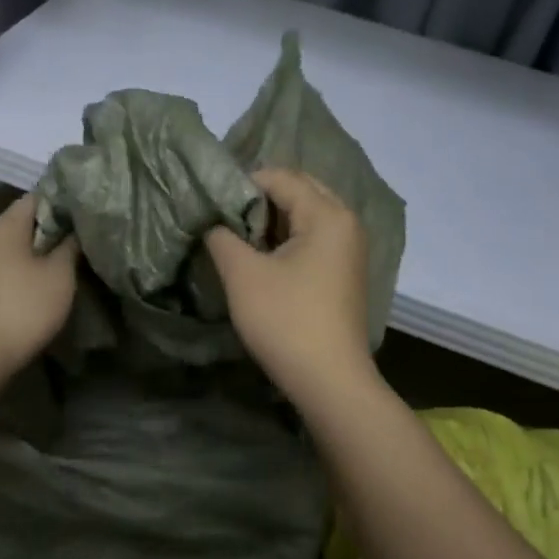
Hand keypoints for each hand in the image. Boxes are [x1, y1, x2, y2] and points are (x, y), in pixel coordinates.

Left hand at [0, 195, 79, 376]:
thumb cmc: (24, 306)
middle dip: (56, 229)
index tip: (88, 213)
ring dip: (43, 253)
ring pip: (19, 248)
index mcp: (6, 225)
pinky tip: (49, 283)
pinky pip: (11, 268)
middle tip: (86, 238)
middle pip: (27, 223)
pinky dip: (30, 271)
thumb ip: (70, 246)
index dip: (64, 202)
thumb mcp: (60, 274)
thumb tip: (76, 228)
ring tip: (73, 261)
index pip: (38, 197)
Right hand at [204, 168, 374, 401]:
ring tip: (236, 237)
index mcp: (327, 214)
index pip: (280, 177)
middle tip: (223, 217)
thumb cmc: (286, 321)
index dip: (242, 183)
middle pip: (298, 191)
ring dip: (271, 221)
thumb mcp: (243, 275)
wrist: (329, 380)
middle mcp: (346, 222)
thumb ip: (222, 237)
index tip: (210, 201)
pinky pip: (313, 239)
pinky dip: (286, 240)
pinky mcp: (343, 272)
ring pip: (305, 216)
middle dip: (259, 199)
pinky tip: (261, 257)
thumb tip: (212, 221)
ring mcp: (349, 249)